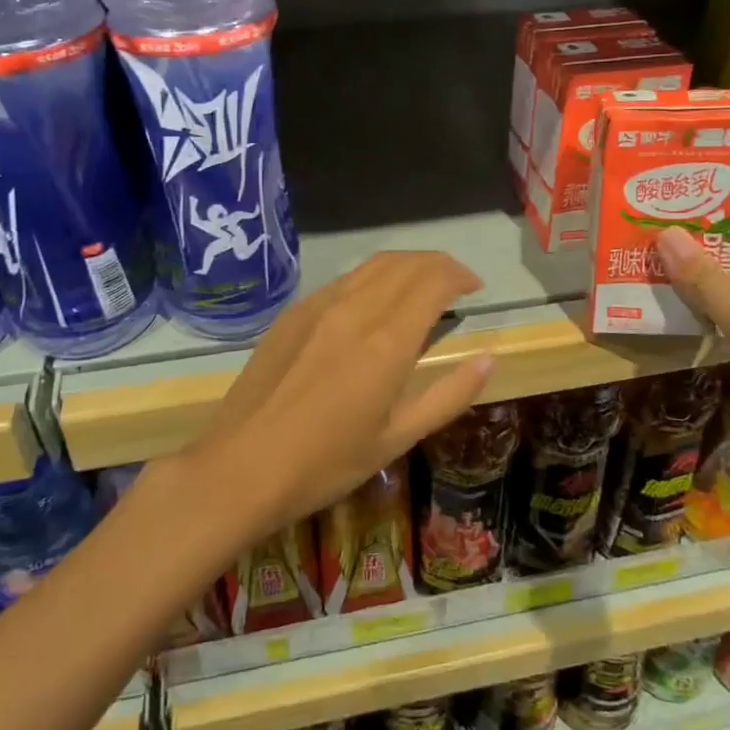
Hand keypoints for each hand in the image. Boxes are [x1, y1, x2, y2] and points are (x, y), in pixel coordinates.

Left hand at [185, 251, 495, 543]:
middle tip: (455, 283)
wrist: (241, 466)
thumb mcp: (397, 439)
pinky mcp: (292, 312)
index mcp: (386, 341)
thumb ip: (448, 395)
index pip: (433, 280)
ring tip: (420, 286)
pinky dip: (372, 278)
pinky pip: (344, 280)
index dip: (459, 275)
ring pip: (373, 265)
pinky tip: (373, 304)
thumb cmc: (326, 463)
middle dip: (437, 264)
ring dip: (406, 266)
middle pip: (406, 263)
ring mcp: (318, 305)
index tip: (474, 288)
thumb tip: (488, 359)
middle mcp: (355, 309)